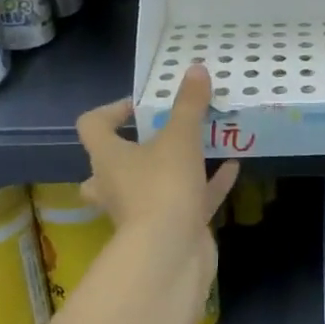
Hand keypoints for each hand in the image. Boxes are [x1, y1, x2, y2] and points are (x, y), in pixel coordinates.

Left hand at [75, 64, 239, 243]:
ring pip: (151, 185)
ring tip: (203, 145)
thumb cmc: (162, 187)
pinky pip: (188, 201)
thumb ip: (188, 104)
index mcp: (108, 158)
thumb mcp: (180, 137)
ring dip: (175, 167)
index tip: (141, 104)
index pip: (92, 126)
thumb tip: (196, 70)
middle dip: (135, 150)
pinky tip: (231, 167)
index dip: (111, 111)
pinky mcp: (170, 227)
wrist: (170, 253)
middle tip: (162, 135)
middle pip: (112, 164)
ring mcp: (141, 211)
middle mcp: (117, 185)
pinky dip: (208, 185)